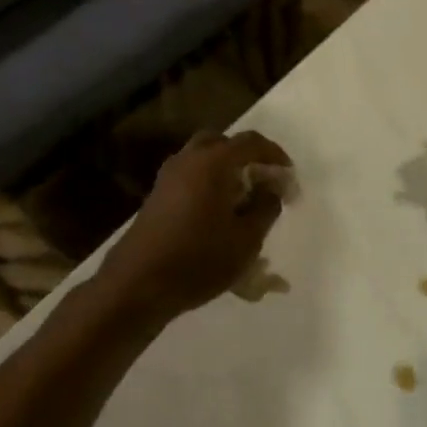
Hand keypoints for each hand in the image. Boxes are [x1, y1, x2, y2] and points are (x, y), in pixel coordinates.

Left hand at [99, 130, 293, 321]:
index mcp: (213, 162)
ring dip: (225, 170)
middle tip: (262, 181)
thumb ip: (266, 207)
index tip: (289, 176)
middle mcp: (188, 160)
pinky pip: (190, 176)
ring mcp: (168, 177)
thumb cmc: (198, 259)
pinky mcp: (157, 196)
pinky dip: (208, 183)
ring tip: (242, 199)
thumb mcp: (246, 239)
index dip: (275, 155)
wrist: (137, 284)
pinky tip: (217, 214)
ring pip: (202, 158)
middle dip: (246, 157)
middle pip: (222, 143)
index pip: (251, 142)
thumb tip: (271, 189)